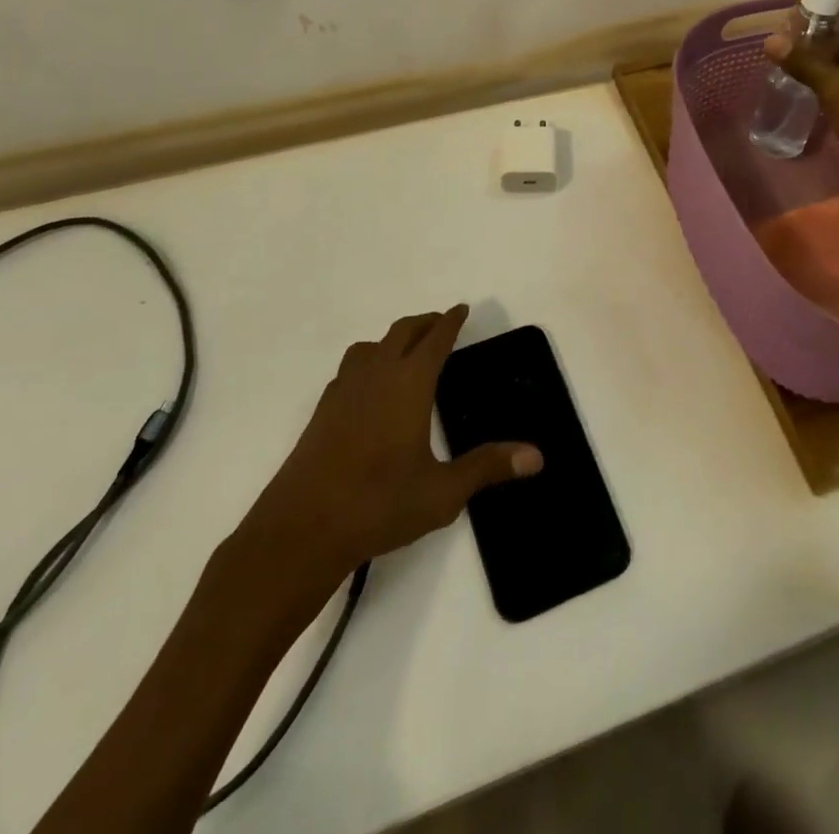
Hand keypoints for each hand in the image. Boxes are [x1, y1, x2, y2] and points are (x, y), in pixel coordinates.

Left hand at [235, 306, 540, 579]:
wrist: (301, 530)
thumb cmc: (378, 504)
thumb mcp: (443, 492)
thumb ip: (488, 467)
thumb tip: (537, 455)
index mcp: (408, 384)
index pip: (435, 339)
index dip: (451, 321)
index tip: (462, 308)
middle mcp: (375, 375)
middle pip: (402, 332)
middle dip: (425, 323)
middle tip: (442, 324)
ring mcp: (343, 391)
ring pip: (370, 346)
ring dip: (392, 339)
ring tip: (406, 351)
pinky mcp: (321, 411)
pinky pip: (350, 369)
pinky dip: (368, 362)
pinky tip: (370, 389)